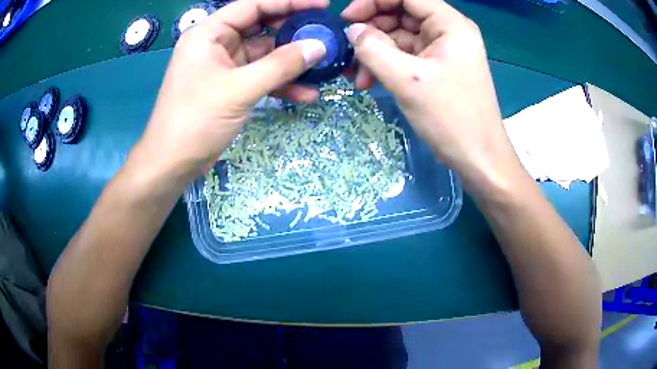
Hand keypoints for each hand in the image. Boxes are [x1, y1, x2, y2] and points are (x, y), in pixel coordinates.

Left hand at [136, 0, 327, 180]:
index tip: (320, 5)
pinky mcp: (229, 87)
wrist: (172, 163)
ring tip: (323, 67)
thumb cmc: (196, 120)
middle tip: (325, 35)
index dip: (288, 2)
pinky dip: (280, 84)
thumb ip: (281, 65)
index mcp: (209, 33)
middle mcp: (216, 44)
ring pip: (263, 55)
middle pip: (261, 28)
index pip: (253, 6)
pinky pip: (259, 77)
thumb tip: (319, 46)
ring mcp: (223, 66)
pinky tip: (305, 93)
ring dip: (290, 63)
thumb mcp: (240, 89)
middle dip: (293, 32)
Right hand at [342, 0, 520, 187]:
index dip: (373, 1)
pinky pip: (404, 54)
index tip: (347, 19)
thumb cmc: (451, 118)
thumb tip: (352, 30)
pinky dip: (385, 64)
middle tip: (348, 51)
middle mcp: (447, 30)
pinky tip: (368, 81)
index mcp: (450, 24)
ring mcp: (442, 49)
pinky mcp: (436, 66)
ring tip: (356, 76)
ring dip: (374, 51)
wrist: (479, 158)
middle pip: (400, 12)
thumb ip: (373, 48)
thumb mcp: (407, 80)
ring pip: (399, 35)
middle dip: (371, 29)